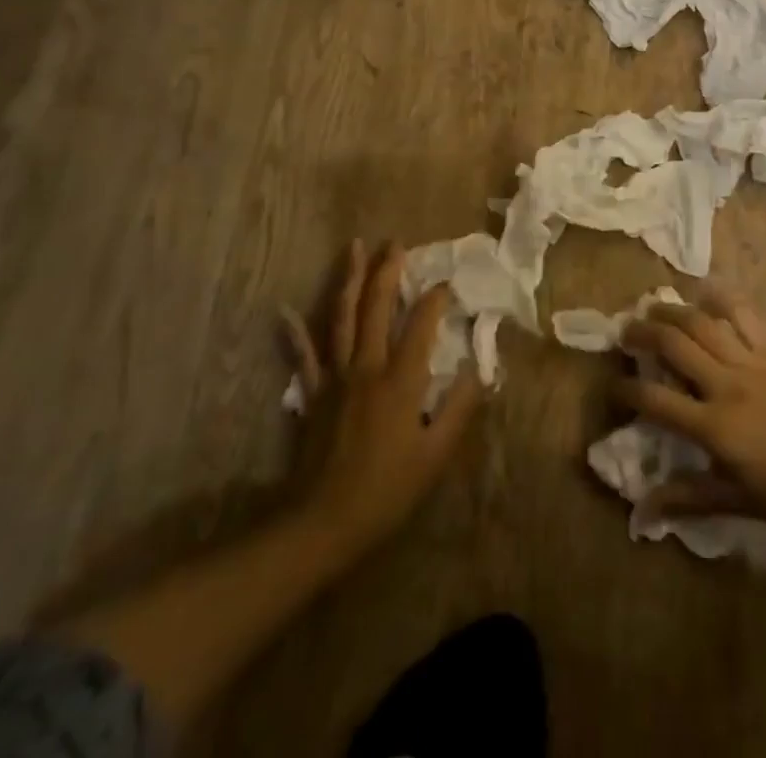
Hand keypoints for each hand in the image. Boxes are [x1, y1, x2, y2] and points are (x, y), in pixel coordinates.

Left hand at [281, 240, 481, 557]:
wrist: (323, 522)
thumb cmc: (386, 490)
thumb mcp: (436, 456)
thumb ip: (460, 409)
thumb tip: (480, 371)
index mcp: (400, 380)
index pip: (421, 324)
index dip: (434, 299)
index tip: (446, 284)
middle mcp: (367, 367)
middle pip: (376, 307)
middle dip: (388, 271)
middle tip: (395, 243)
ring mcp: (335, 377)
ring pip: (341, 317)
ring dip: (348, 280)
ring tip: (354, 248)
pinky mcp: (313, 393)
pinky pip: (303, 355)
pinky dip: (295, 331)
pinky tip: (286, 310)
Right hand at [617, 289, 765, 527]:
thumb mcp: (740, 502)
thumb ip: (689, 498)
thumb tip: (643, 507)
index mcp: (714, 426)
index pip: (656, 402)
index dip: (627, 392)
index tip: (613, 387)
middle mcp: (725, 384)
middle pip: (672, 346)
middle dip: (641, 334)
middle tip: (625, 331)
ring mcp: (751, 360)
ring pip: (701, 323)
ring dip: (671, 311)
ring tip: (653, 307)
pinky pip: (742, 314)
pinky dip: (720, 297)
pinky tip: (704, 289)